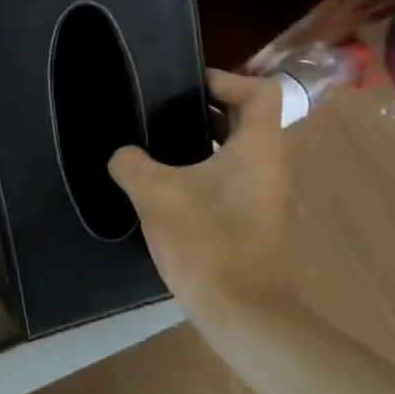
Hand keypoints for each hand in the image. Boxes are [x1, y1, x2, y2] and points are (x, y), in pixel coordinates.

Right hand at [109, 70, 291, 311]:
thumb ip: (131, 164)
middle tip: (159, 112)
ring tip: (156, 148)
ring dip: (201, 144)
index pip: (260, 91)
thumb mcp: (155, 194)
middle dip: (204, 110)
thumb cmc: (206, 242)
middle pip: (246, 120)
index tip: (184, 87)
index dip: (224, 79)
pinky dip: (204, 174)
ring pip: (237, 153)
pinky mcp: (256, 223)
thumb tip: (123, 155)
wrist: (242, 314)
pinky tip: (167, 191)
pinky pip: (232, 181)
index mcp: (258, 149)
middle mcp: (271, 167)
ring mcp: (267, 198)